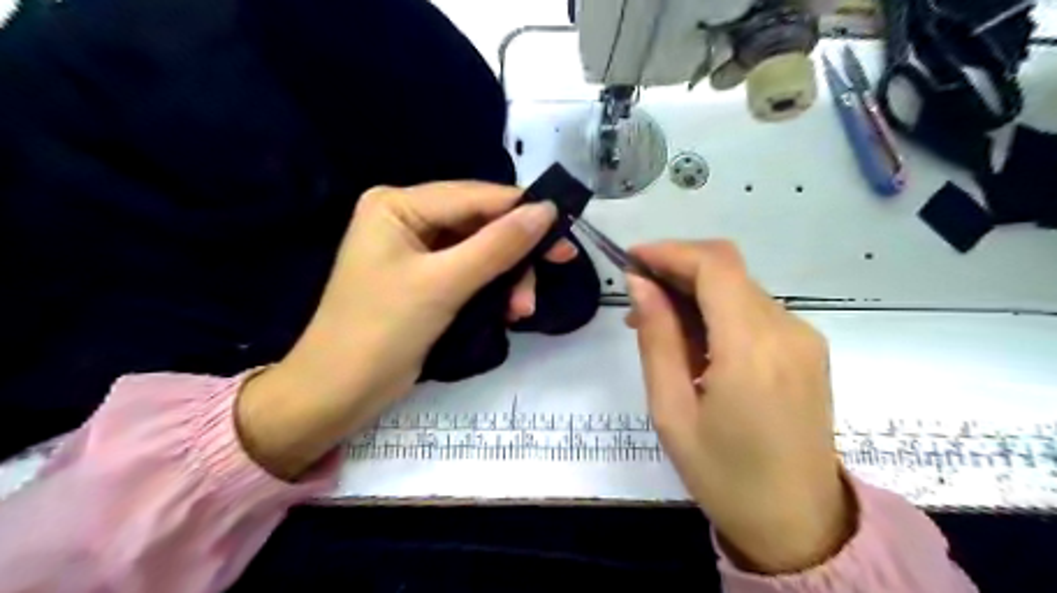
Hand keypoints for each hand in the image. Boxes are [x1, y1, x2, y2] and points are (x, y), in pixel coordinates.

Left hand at [237, 183, 574, 479]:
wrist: (338, 393)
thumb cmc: (381, 331)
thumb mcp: (444, 284)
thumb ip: (497, 245)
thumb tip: (546, 211)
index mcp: (398, 205)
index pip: (474, 196)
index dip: (523, 211)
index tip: (566, 230)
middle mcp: (407, 218)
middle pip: (480, 224)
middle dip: (515, 255)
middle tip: (552, 275)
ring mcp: (416, 250)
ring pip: (481, 251)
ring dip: (507, 278)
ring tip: (521, 311)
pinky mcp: (425, 279)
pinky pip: (471, 272)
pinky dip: (492, 290)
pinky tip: (507, 312)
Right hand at [621, 241, 853, 573]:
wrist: (799, 523)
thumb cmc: (724, 475)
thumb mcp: (672, 411)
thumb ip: (657, 339)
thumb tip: (641, 284)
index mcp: (752, 350)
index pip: (715, 266)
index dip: (670, 251)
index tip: (632, 259)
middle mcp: (788, 331)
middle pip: (728, 270)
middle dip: (677, 270)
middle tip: (637, 299)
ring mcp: (804, 339)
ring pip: (740, 288)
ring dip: (695, 293)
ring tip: (658, 327)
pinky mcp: (807, 349)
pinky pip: (755, 310)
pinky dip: (718, 311)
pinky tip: (695, 343)